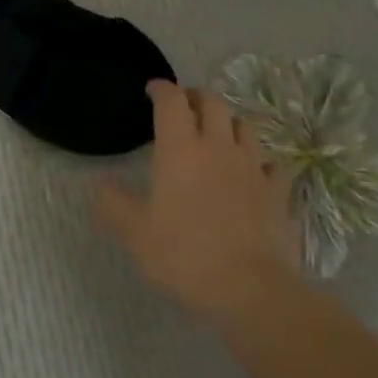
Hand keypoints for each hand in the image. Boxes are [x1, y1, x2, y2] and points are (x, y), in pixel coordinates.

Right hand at [95, 80, 298, 328]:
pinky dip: (259, 160)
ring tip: (218, 133)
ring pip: (245, 126)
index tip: (152, 89)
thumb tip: (99, 184)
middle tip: (183, 106)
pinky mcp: (278, 190)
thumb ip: (113, 204)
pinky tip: (254, 172)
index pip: (171, 102)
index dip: (161, 89)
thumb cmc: (184, 256)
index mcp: (180, 150)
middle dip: (195, 97)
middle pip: (213, 103)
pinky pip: (272, 163)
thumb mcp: (135, 234)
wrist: (250, 288)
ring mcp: (253, 167)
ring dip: (228, 122)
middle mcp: (219, 147)